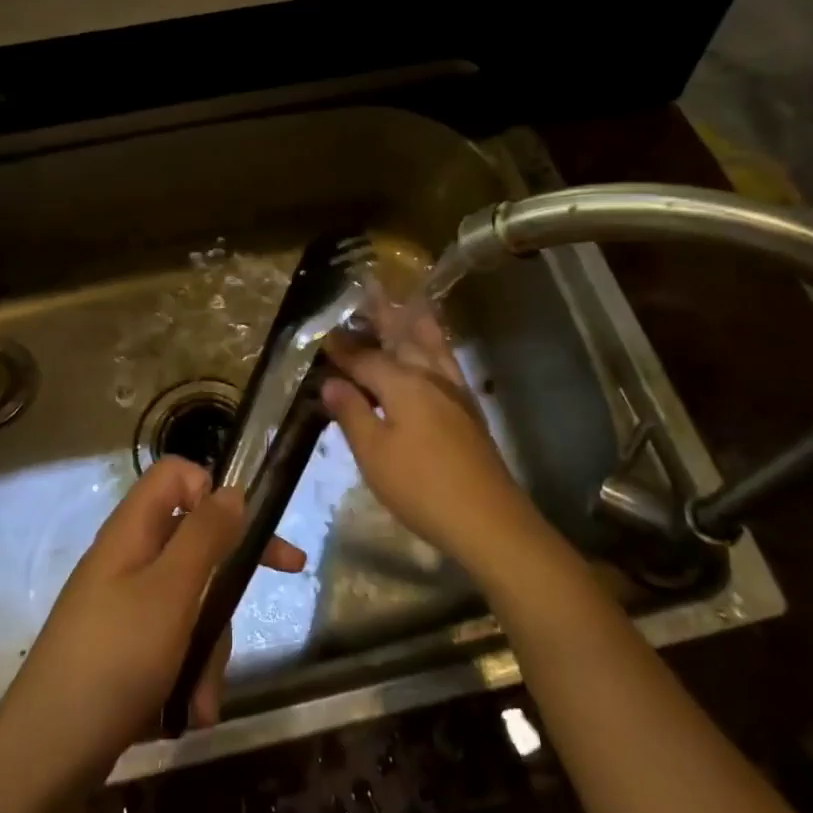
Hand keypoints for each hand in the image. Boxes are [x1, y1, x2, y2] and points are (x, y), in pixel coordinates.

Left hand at [0, 455, 303, 795]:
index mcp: (132, 532)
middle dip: (230, 577)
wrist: (41, 760)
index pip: (175, 476)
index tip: (242, 524)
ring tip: (202, 700)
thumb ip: (205, 536)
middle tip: (288, 573)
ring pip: (190, 600)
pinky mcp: (123, 650)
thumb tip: (232, 490)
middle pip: (194, 540)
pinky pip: (171, 642)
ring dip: (209, 647)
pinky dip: (187, 673)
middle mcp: (128, 560)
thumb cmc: (113, 661)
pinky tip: (190, 713)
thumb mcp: (171, 592)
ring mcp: (123, 607)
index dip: (211, 489)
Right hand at [321, 303, 535, 575]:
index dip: (343, 348)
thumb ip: (353, 413)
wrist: (487, 519)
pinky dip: (435, 346)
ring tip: (404, 305)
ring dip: (414, 324)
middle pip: (403, 338)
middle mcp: (430, 377)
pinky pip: (447, 362)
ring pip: (431, 345)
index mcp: (403, 383)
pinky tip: (431, 354)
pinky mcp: (468, 410)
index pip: (365, 358)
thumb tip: (332, 381)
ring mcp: (454, 392)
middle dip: (383, 317)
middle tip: (368, 292)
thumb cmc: (421, 487)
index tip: (324, 335)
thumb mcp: (374, 454)